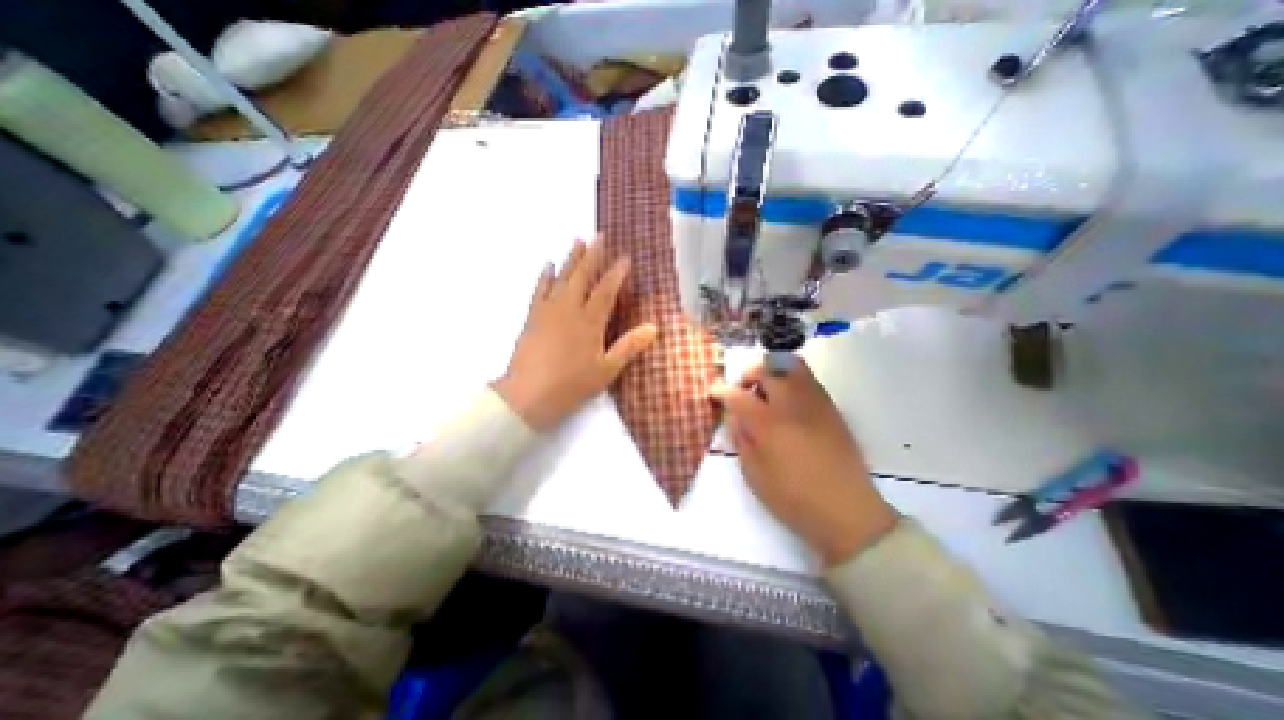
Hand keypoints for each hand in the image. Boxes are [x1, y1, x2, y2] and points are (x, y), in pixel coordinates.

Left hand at [489, 240, 655, 431]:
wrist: (528, 395)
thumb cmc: (571, 384)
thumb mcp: (606, 370)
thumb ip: (629, 346)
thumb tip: (654, 327)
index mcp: (590, 321)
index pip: (606, 290)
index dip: (617, 273)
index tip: (625, 257)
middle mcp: (569, 309)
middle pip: (582, 276)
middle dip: (593, 255)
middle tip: (599, 236)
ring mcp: (548, 310)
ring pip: (561, 277)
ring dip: (570, 258)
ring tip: (577, 240)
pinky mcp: (532, 316)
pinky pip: (539, 289)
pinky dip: (544, 275)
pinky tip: (548, 264)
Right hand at [714, 358, 900, 565]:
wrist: (847, 510)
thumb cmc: (793, 496)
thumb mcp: (753, 473)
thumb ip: (741, 438)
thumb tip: (735, 415)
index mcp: (768, 423)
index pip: (738, 395)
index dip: (721, 391)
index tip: (714, 393)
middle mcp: (792, 404)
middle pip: (768, 368)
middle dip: (750, 374)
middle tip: (743, 390)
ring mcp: (815, 402)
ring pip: (792, 365)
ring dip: (772, 373)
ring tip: (766, 394)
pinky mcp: (832, 408)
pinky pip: (807, 379)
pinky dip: (791, 381)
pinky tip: (787, 405)